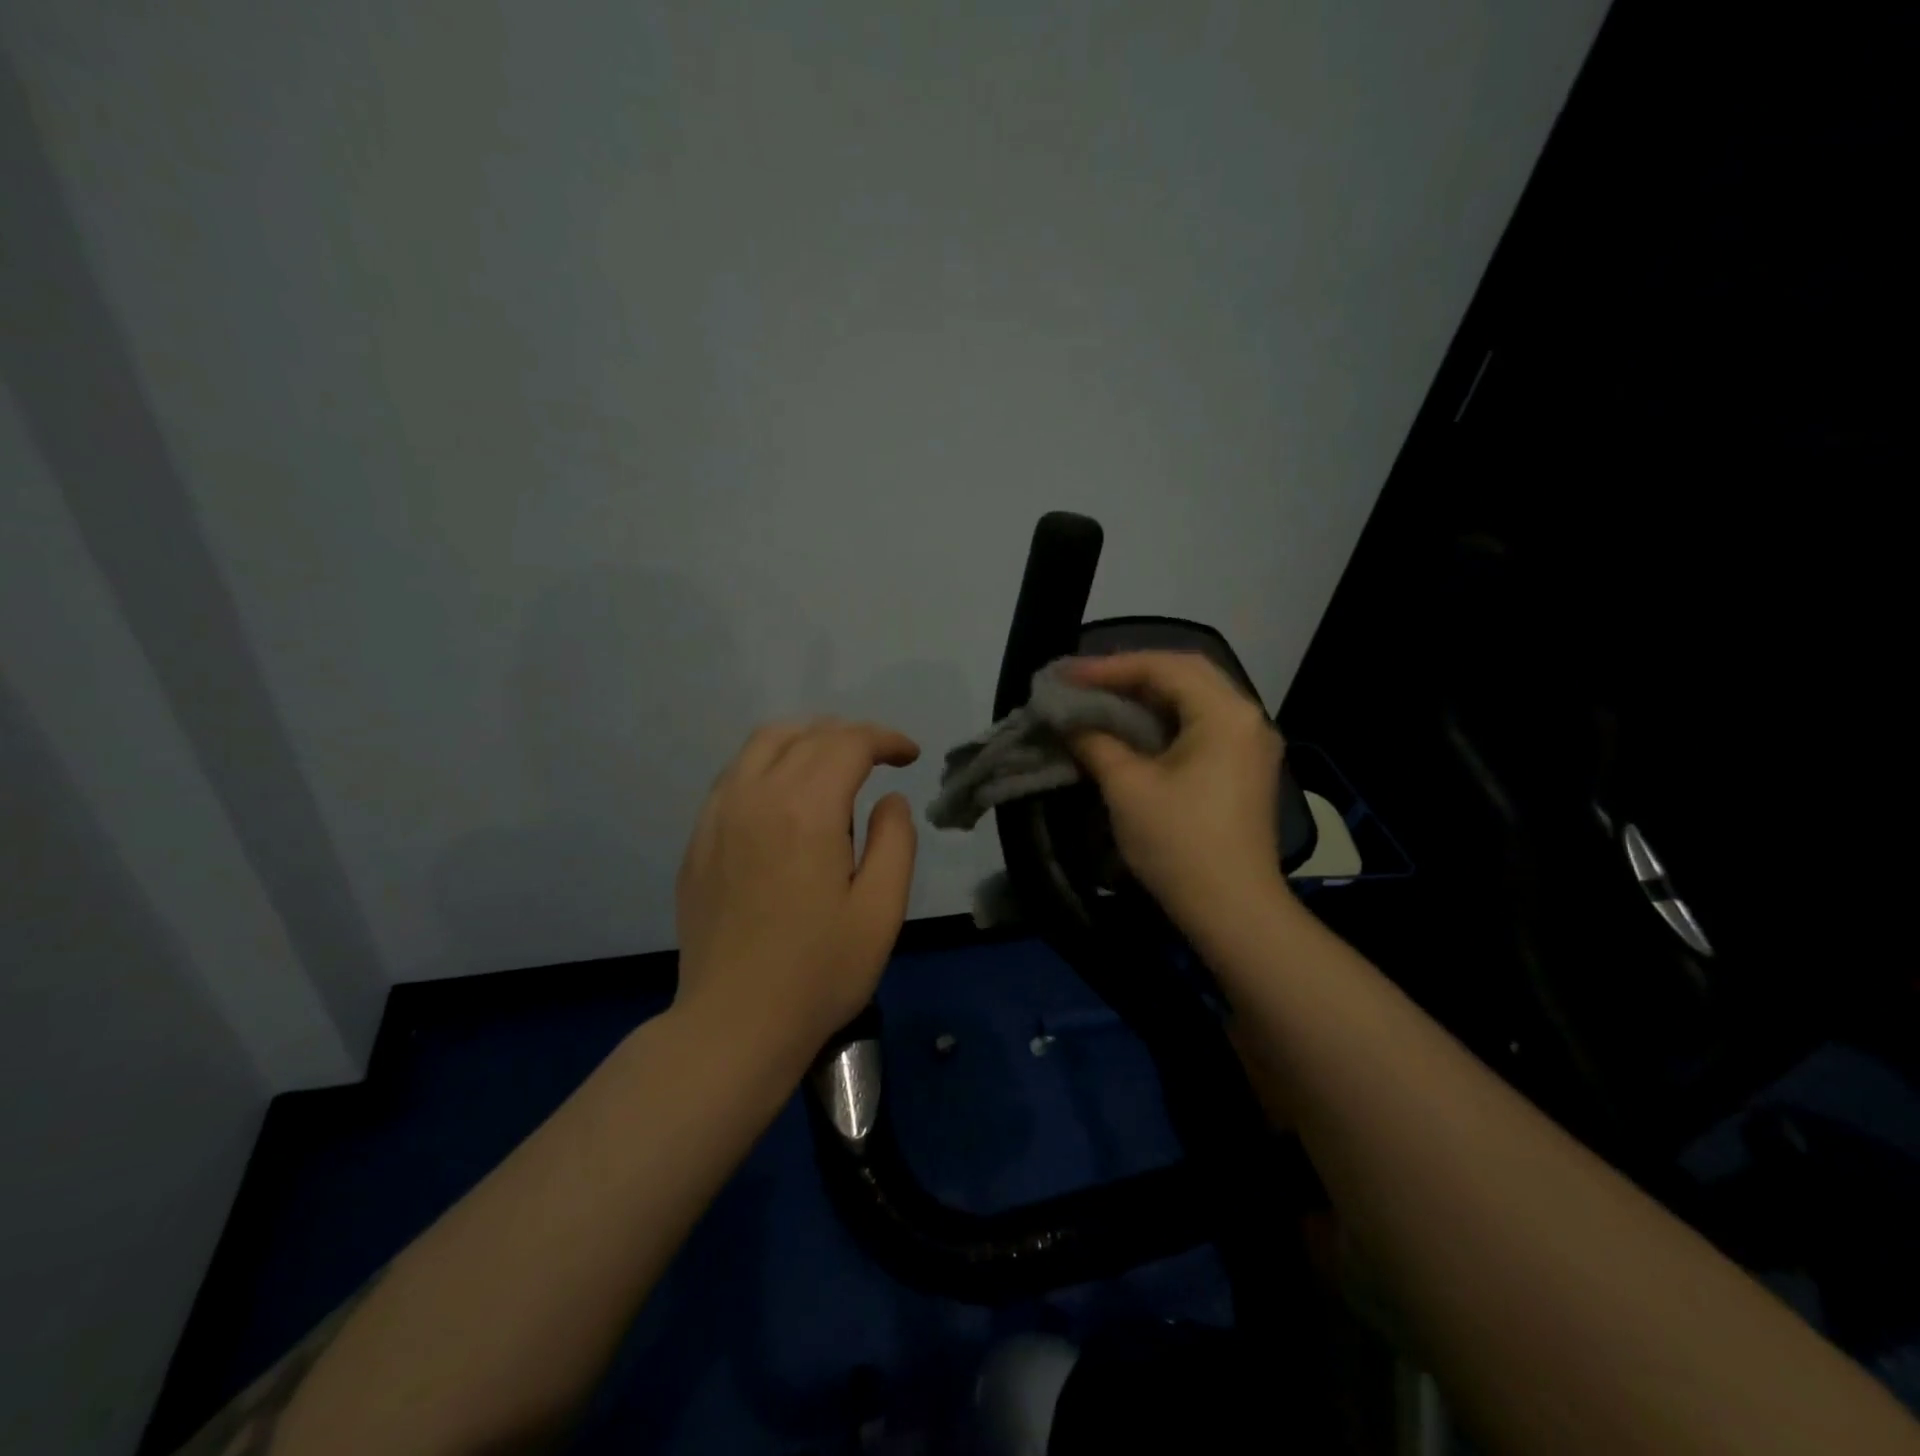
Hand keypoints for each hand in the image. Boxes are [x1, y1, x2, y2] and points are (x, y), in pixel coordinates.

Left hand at [674, 718, 919, 1063]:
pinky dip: (769, 765)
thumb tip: (889, 800)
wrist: (734, 1023)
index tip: (909, 756)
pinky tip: (785, 798)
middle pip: (805, 735)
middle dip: (849, 735)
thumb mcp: (881, 910)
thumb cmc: (819, 972)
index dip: (885, 739)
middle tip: (879, 759)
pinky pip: (735, 776)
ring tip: (833, 765)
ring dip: (805, 740)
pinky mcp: (698, 840)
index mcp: (806, 810)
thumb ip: (895, 841)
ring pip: (762, 745)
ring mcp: (718, 816)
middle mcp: (756, 796)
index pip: (848, 743)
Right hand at [1064, 651, 1291, 931]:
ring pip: (1195, 699)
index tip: (1065, 675)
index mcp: (1225, 713)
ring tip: (1102, 698)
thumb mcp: (1127, 787)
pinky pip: (1202, 725)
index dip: (1109, 666)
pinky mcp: (1245, 769)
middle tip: (1084, 681)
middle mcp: (1247, 717)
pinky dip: (1165, 719)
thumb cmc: (1179, 843)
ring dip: (1148, 694)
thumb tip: (1069, 720)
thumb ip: (1095, 741)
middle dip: (1130, 673)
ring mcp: (1251, 744)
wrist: (1234, 911)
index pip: (1163, 666)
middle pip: (1185, 674)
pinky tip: (1134, 729)